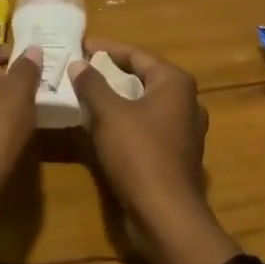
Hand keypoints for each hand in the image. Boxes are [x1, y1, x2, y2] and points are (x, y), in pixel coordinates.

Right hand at [67, 39, 210, 241]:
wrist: (167, 219)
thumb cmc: (140, 154)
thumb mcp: (108, 113)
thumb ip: (92, 84)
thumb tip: (79, 63)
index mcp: (175, 83)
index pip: (136, 54)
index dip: (106, 48)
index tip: (81, 44)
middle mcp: (185, 102)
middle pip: (141, 78)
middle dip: (111, 73)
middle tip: (81, 68)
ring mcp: (183, 131)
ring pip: (143, 104)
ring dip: (116, 99)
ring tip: (86, 94)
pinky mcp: (176, 156)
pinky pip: (146, 127)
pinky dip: (124, 121)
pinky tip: (101, 126)